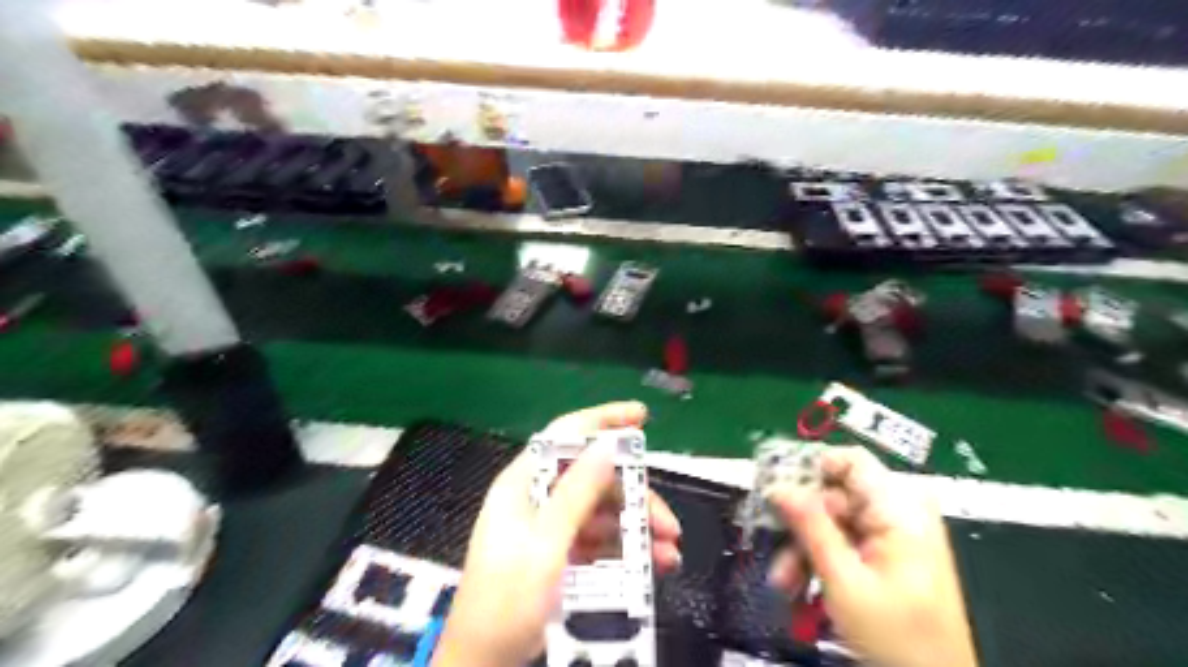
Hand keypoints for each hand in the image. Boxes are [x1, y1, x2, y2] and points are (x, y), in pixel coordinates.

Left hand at [435, 402, 676, 666]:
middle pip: (594, 479)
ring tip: (668, 553)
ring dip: (637, 528)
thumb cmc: (506, 602)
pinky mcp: (561, 554)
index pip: (564, 436)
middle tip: (668, 524)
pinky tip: (653, 565)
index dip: (602, 420)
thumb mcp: (545, 545)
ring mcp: (551, 528)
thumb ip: (575, 494)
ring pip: (603, 512)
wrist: (484, 664)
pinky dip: (626, 550)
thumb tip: (605, 445)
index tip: (641, 416)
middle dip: (634, 497)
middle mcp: (539, 499)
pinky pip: (600, 540)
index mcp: (525, 484)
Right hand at [766, 445, 978, 666]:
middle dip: (800, 526)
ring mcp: (895, 533)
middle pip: (835, 496)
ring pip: (834, 522)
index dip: (809, 469)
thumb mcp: (843, 580)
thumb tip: (778, 486)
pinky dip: (822, 561)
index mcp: (900, 508)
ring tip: (784, 583)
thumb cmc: (896, 638)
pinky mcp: (889, 553)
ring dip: (805, 549)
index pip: (848, 461)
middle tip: (775, 555)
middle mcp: (899, 511)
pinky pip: (845, 541)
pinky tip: (803, 589)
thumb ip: (810, 526)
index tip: (775, 492)